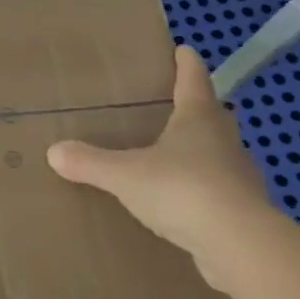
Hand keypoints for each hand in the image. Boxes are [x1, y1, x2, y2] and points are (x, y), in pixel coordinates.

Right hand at [48, 45, 279, 289]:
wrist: (241, 247)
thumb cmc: (183, 190)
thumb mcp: (125, 175)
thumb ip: (90, 162)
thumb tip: (54, 151)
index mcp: (198, 120)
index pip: (193, 81)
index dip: (186, 64)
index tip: (183, 50)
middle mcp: (224, 142)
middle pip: (214, 115)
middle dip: (199, 108)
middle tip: (177, 104)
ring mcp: (240, 178)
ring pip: (221, 154)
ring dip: (204, 151)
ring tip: (177, 156)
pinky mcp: (245, 213)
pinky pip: (221, 192)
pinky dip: (206, 190)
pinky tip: (187, 203)